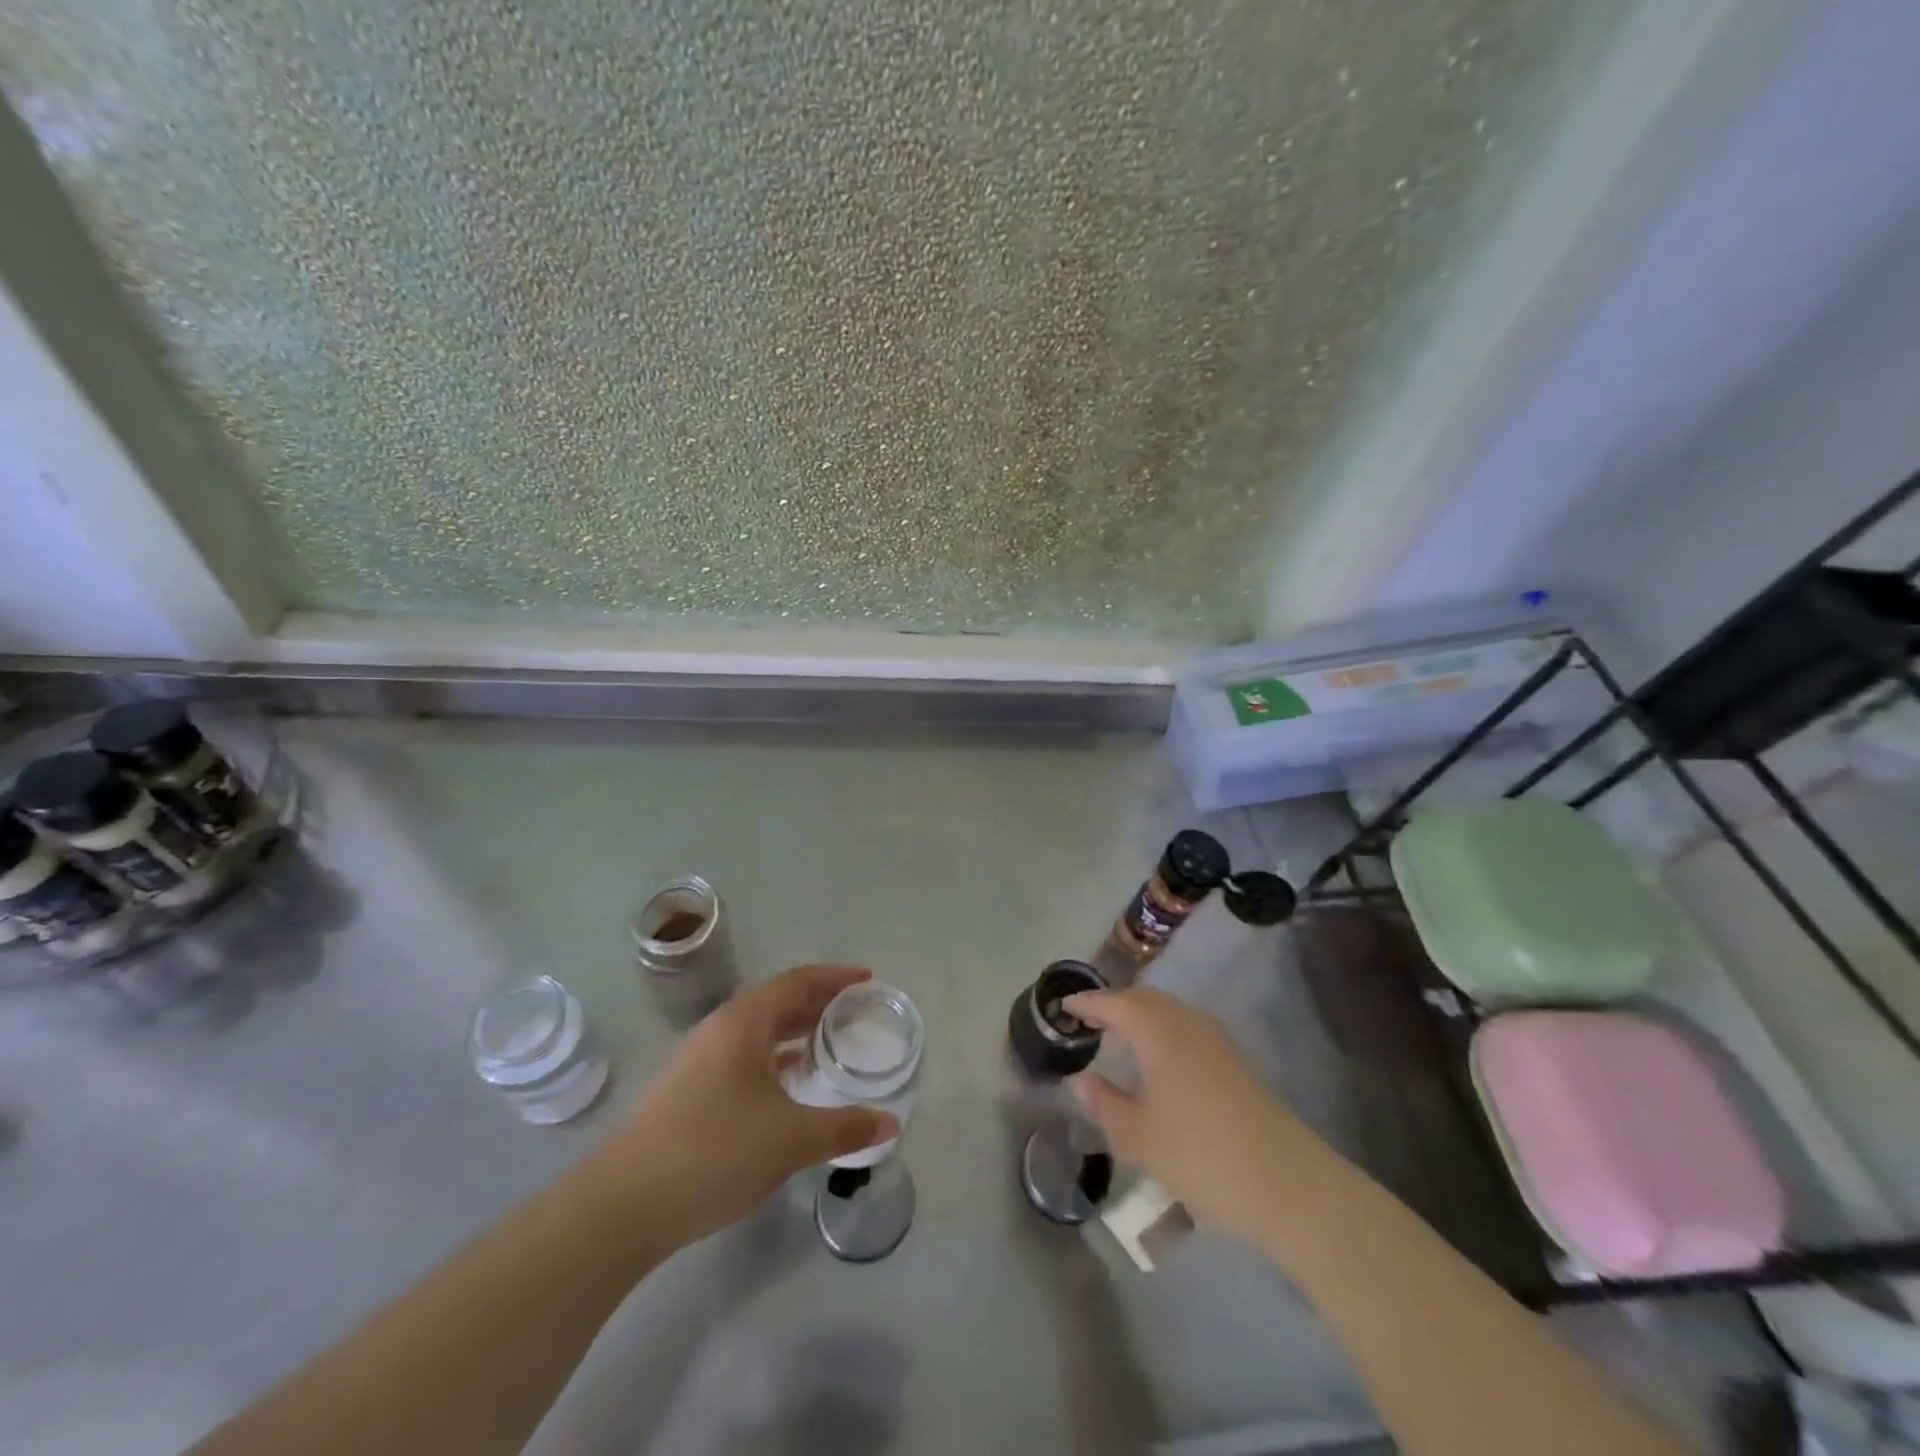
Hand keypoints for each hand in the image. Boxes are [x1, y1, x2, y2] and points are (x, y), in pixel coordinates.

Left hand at [595, 965, 898, 1246]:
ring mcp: (697, 1060)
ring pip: (757, 1031)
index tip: (868, 979)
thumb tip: (890, 1124)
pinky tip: (787, 1087)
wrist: (622, 1206)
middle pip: (777, 1001)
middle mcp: (719, 1029)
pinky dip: (773, 1059)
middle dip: (818, 1003)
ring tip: (827, 1045)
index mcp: (744, 1021)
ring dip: (794, 1032)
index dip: (836, 977)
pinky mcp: (686, 1091)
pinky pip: (742, 1056)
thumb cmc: (715, 1151)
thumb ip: (845, 1127)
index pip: (798, 980)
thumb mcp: (791, 1139)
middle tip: (855, 1013)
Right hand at [1065, 987, 1323, 1246]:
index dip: (1088, 1002)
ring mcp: (1217, 1039)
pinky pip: (1189, 1029)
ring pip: (1170, 1012)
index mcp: (1157, 1030)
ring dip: (1143, 1018)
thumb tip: (1080, 1080)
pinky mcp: (1237, 1060)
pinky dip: (1165, 1033)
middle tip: (1091, 1021)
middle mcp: (1187, 1022)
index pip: (1114, 1003)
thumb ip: (1104, 1103)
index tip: (1065, 1005)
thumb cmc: (1201, 1155)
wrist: (1288, 1184)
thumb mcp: (1138, 1137)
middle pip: (1144, 999)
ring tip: (1122, 1040)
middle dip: (1116, 1005)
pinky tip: (1161, 1064)